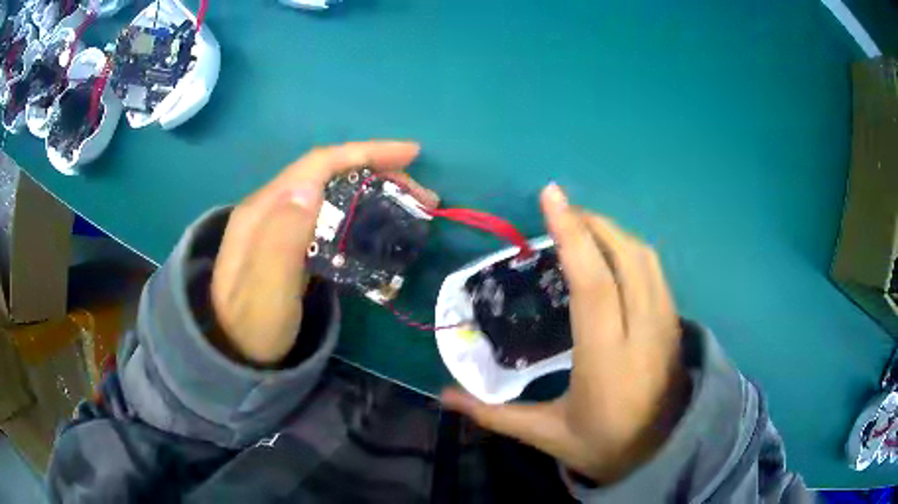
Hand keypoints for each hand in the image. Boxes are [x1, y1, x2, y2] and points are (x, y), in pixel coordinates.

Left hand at [210, 141, 438, 364]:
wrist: (233, 353)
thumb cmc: (251, 328)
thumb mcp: (264, 292)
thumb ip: (281, 240)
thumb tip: (310, 187)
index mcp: (263, 210)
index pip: (319, 164)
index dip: (365, 153)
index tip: (410, 155)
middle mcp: (271, 207)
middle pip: (329, 173)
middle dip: (378, 173)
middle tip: (421, 195)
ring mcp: (279, 224)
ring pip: (332, 191)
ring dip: (373, 190)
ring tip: (410, 207)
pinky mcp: (289, 242)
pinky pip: (329, 214)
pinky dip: (359, 211)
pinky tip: (378, 224)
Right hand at [442, 183, 688, 483]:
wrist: (662, 452)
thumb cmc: (604, 444)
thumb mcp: (548, 435)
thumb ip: (495, 414)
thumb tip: (444, 396)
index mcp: (606, 360)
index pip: (594, 285)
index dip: (573, 235)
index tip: (551, 196)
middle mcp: (642, 332)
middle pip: (625, 258)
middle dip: (592, 223)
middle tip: (559, 211)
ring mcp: (665, 323)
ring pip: (645, 258)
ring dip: (612, 232)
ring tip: (582, 227)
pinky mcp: (674, 322)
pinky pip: (655, 270)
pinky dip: (629, 249)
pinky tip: (610, 254)